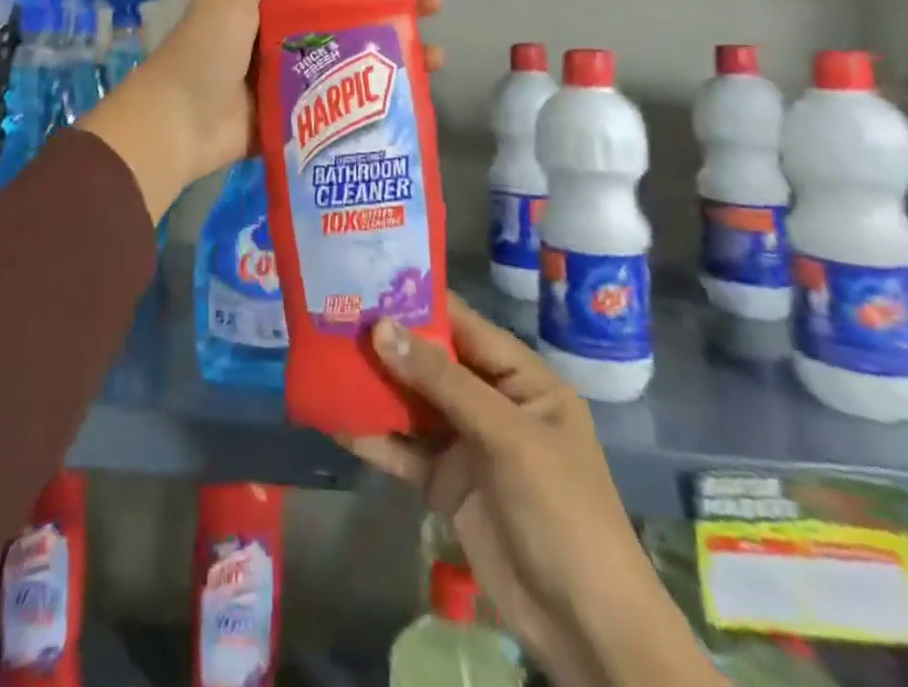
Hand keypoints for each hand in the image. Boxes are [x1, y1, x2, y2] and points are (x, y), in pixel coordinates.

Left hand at [79, 0, 443, 223]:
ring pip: (353, 62)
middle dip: (393, 15)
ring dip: (394, 58)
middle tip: (433, 15)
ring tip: (435, 60)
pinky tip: (412, 99)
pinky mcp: (298, 118)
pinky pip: (342, 104)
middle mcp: (284, 35)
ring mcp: (293, 79)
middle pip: (350, 18)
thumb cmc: (207, 50)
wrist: (176, 125)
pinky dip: (374, 101)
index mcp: (270, 0)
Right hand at [346, 300, 724, 686]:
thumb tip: (380, 328)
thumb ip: (443, 381)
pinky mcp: (445, 483)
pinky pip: (403, 449)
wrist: (585, 628)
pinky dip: (373, 436)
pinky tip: (335, 420)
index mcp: (520, 379)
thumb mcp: (508, 437)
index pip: (463, 325)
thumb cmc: (562, 512)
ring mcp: (466, 444)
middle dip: (386, 342)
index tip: (367, 279)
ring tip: (322, 358)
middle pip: (431, 361)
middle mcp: (490, 402)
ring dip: (373, 386)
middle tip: (331, 314)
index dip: (418, 301)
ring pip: (411, 403)